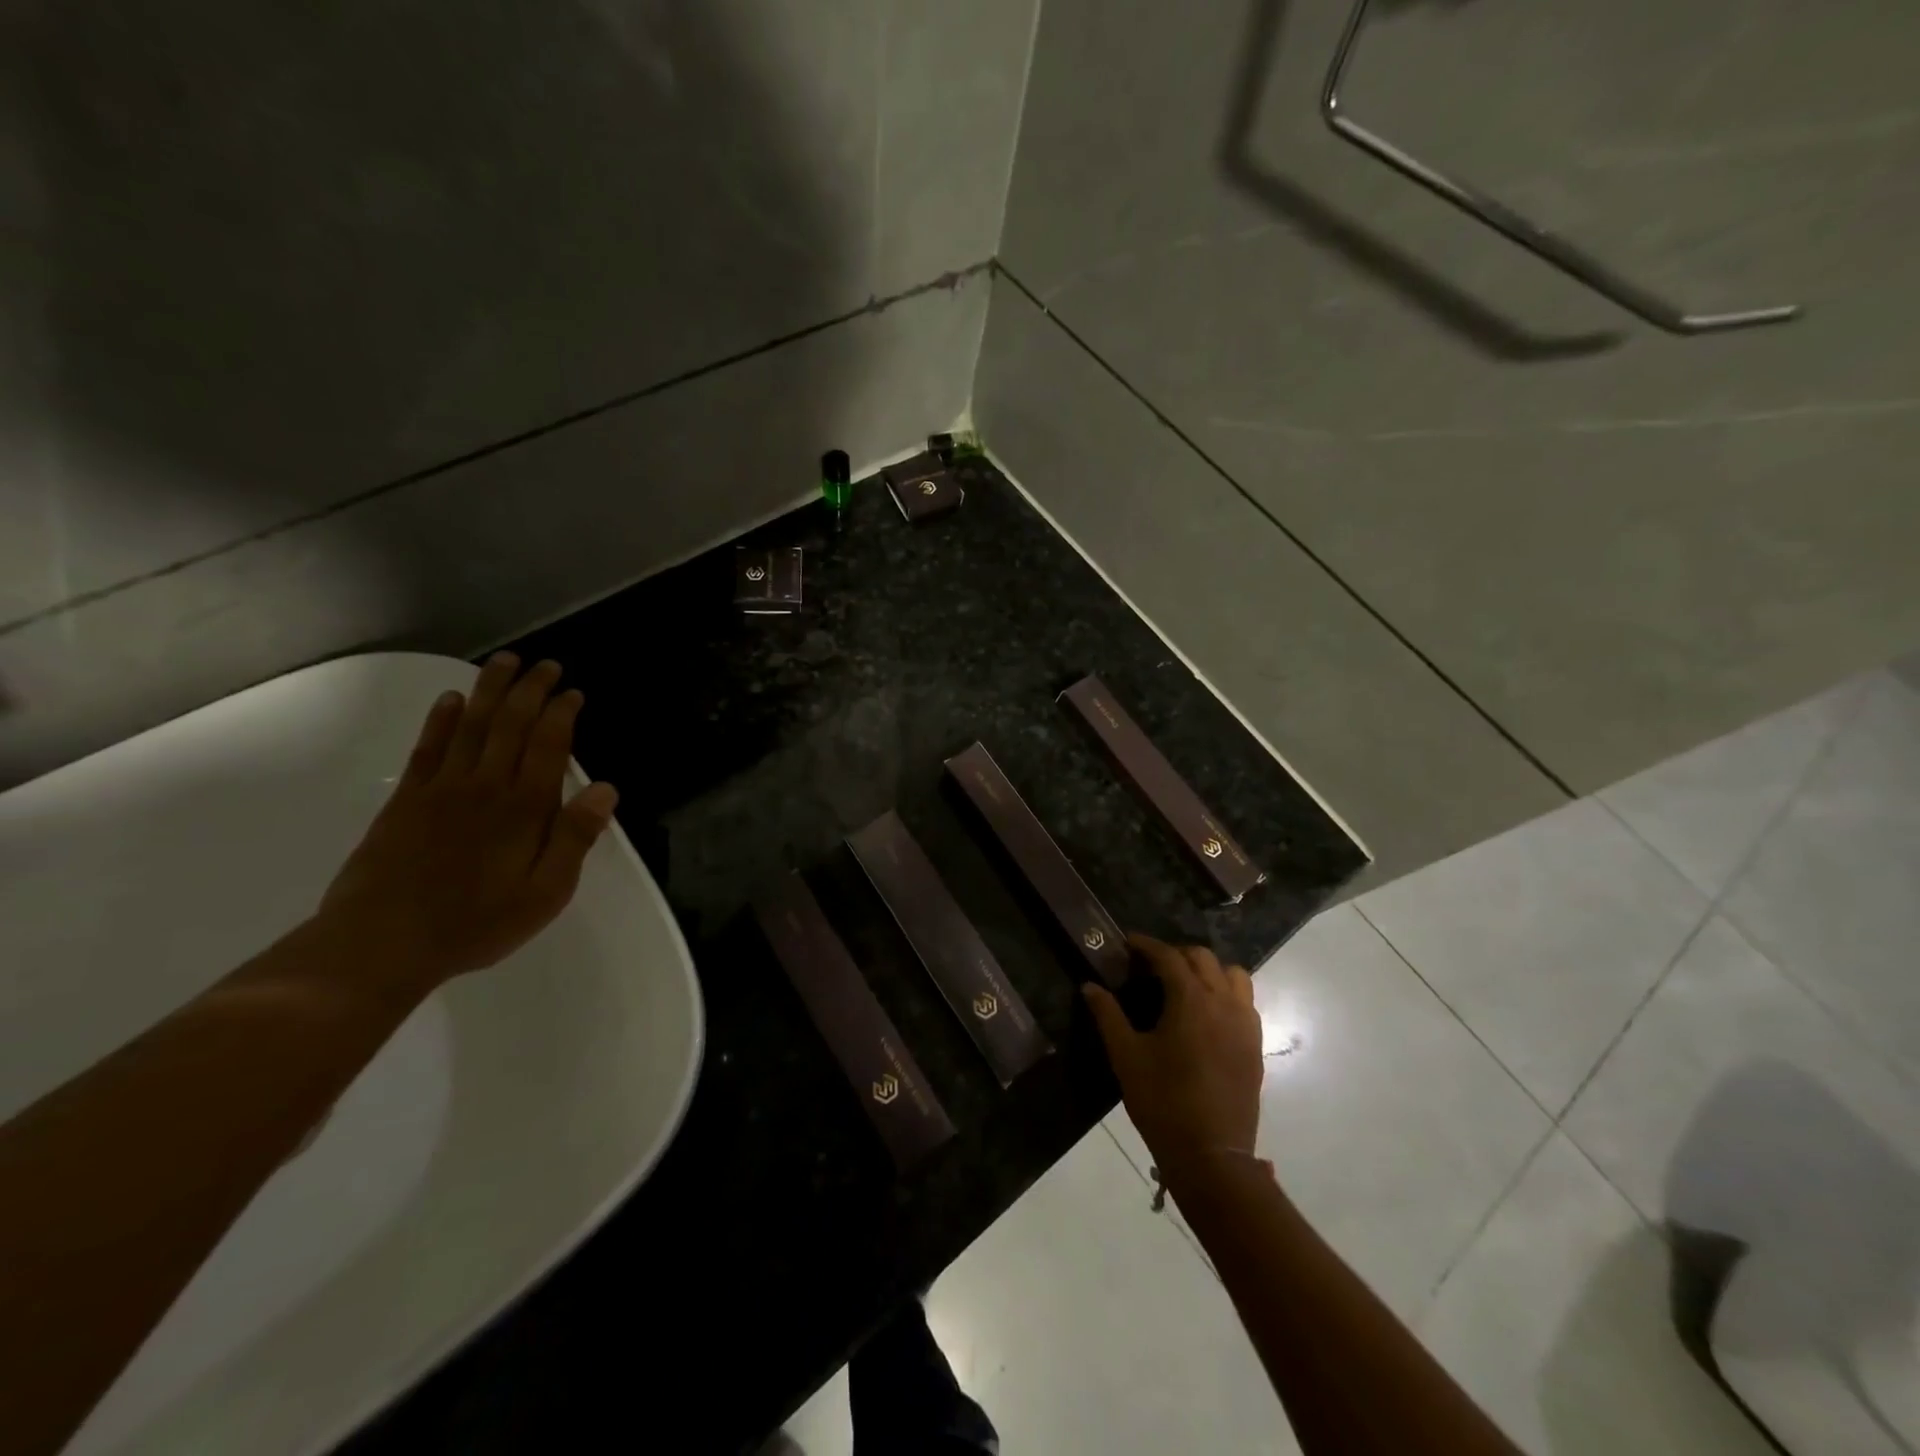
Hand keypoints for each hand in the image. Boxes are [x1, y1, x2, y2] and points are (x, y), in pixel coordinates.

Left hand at [317, 652, 618, 993]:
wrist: (380, 944)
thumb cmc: (476, 923)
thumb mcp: (545, 893)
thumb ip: (575, 838)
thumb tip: (605, 789)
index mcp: (524, 808)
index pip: (548, 745)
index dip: (562, 713)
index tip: (573, 692)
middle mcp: (485, 786)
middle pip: (510, 724)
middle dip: (530, 690)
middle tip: (544, 664)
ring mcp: (441, 789)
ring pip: (471, 726)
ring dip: (489, 691)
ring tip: (504, 662)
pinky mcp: (407, 801)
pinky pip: (428, 749)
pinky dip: (441, 721)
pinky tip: (451, 700)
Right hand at [1084, 935, 1263, 1176]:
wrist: (1211, 1155)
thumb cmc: (1162, 1101)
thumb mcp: (1126, 1056)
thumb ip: (1107, 1015)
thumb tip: (1089, 986)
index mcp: (1191, 1000)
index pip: (1169, 956)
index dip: (1147, 945)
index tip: (1128, 943)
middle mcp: (1223, 1003)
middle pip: (1203, 958)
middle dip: (1176, 954)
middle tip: (1150, 966)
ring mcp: (1245, 1024)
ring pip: (1233, 975)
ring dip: (1207, 970)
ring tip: (1184, 984)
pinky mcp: (1254, 1045)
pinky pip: (1245, 1001)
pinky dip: (1225, 993)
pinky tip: (1206, 1013)